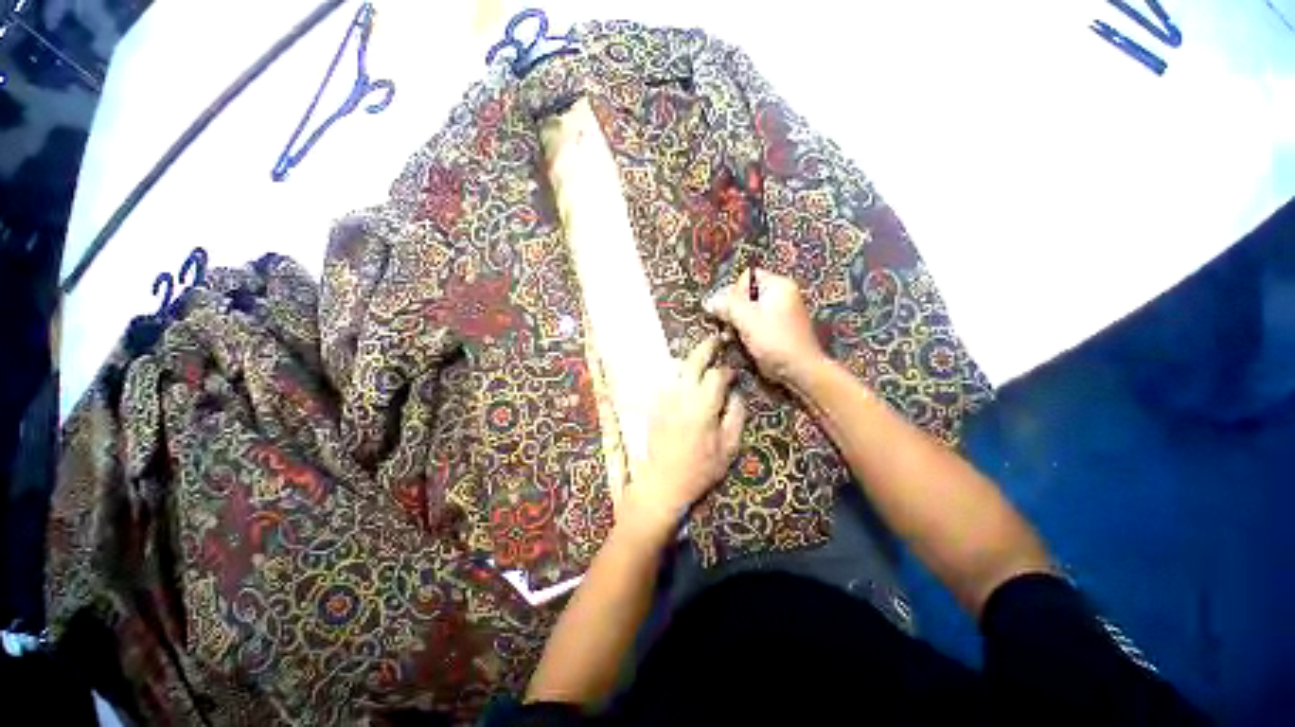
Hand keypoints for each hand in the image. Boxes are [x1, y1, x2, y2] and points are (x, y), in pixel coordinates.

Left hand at [621, 337, 745, 540]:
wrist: (663, 483)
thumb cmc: (700, 469)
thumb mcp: (729, 448)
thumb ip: (735, 416)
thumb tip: (735, 393)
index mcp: (703, 407)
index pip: (716, 375)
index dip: (727, 370)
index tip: (733, 372)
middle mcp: (682, 397)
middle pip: (693, 362)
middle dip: (706, 348)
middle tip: (716, 340)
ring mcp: (664, 399)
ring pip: (676, 368)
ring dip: (689, 359)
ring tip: (700, 357)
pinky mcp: (654, 405)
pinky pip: (664, 381)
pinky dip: (675, 373)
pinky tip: (681, 376)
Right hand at [704, 268, 825, 385]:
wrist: (800, 370)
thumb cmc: (775, 342)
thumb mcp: (747, 321)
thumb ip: (727, 307)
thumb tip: (709, 300)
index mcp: (778, 286)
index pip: (747, 278)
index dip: (733, 292)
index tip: (729, 310)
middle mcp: (780, 296)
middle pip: (746, 295)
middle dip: (733, 310)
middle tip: (726, 326)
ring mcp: (779, 313)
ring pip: (748, 311)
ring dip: (736, 323)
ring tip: (730, 337)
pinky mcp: (776, 329)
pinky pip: (754, 323)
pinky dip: (745, 331)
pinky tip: (738, 342)